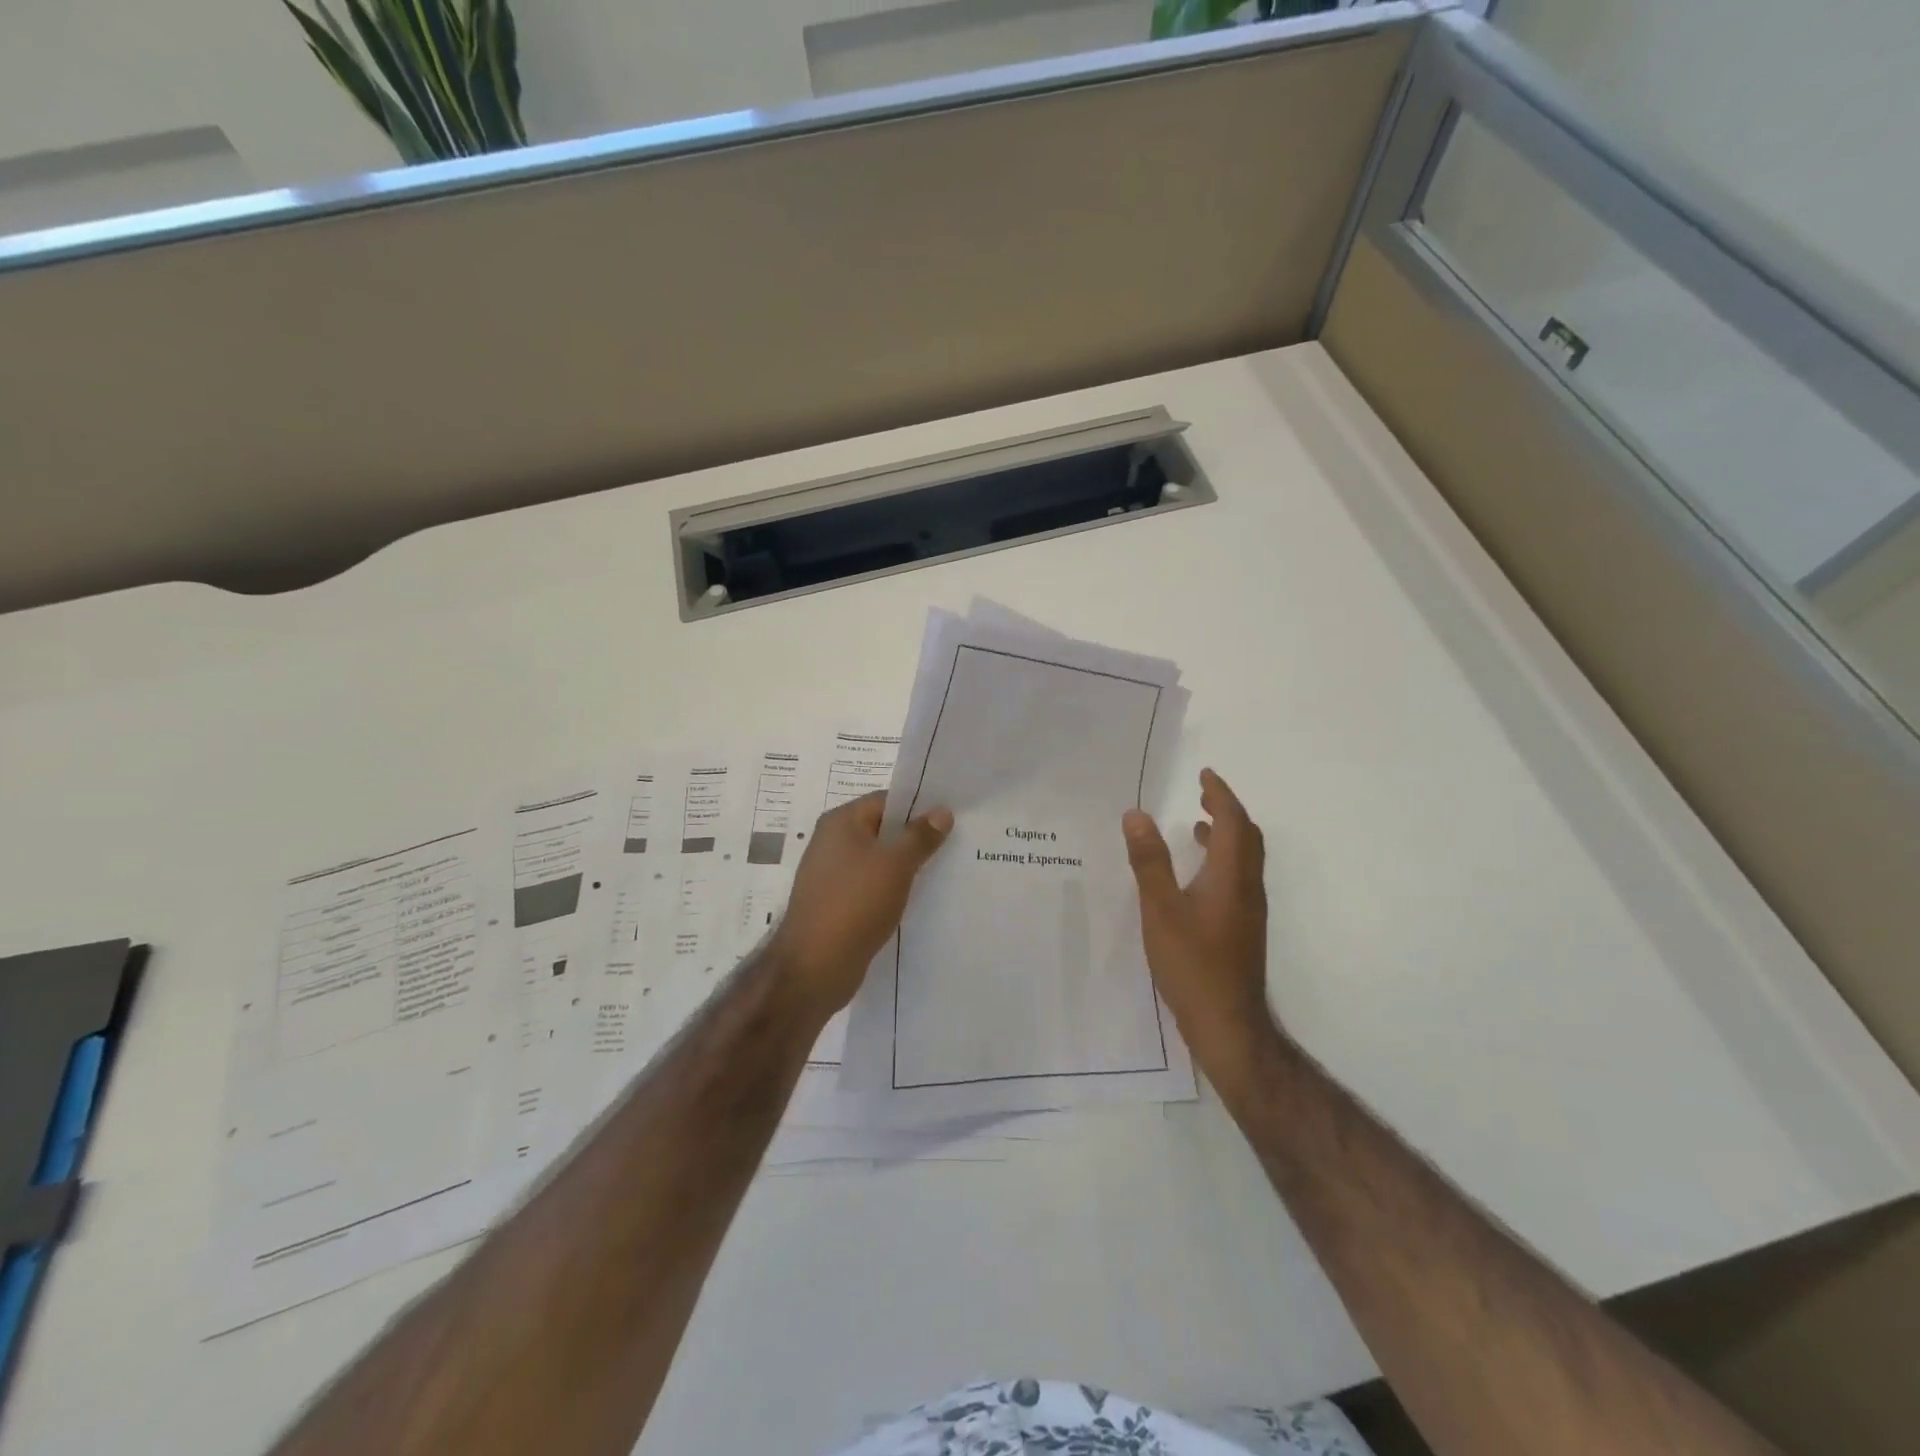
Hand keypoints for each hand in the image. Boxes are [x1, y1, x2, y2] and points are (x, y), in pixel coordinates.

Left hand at [772, 791, 952, 1018]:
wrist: (814, 967)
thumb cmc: (855, 903)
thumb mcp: (896, 864)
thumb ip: (920, 836)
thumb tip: (942, 811)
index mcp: (841, 822)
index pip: (886, 800)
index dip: (919, 806)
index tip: (951, 817)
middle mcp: (832, 842)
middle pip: (882, 830)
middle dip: (916, 838)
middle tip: (955, 844)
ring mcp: (832, 875)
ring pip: (878, 861)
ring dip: (906, 867)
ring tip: (944, 872)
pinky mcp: (837, 904)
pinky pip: (871, 887)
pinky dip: (892, 890)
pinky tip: (918, 901)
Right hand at [1123, 768, 1276, 1082]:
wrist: (1227, 1024)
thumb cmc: (1192, 964)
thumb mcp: (1160, 909)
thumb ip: (1149, 861)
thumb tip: (1136, 814)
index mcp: (1231, 876)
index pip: (1234, 822)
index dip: (1220, 794)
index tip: (1204, 774)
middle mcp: (1247, 888)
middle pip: (1247, 837)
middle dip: (1227, 810)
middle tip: (1203, 793)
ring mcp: (1248, 910)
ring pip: (1245, 859)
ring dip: (1226, 834)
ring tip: (1198, 825)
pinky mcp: (1242, 928)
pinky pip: (1237, 877)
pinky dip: (1221, 859)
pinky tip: (1196, 875)